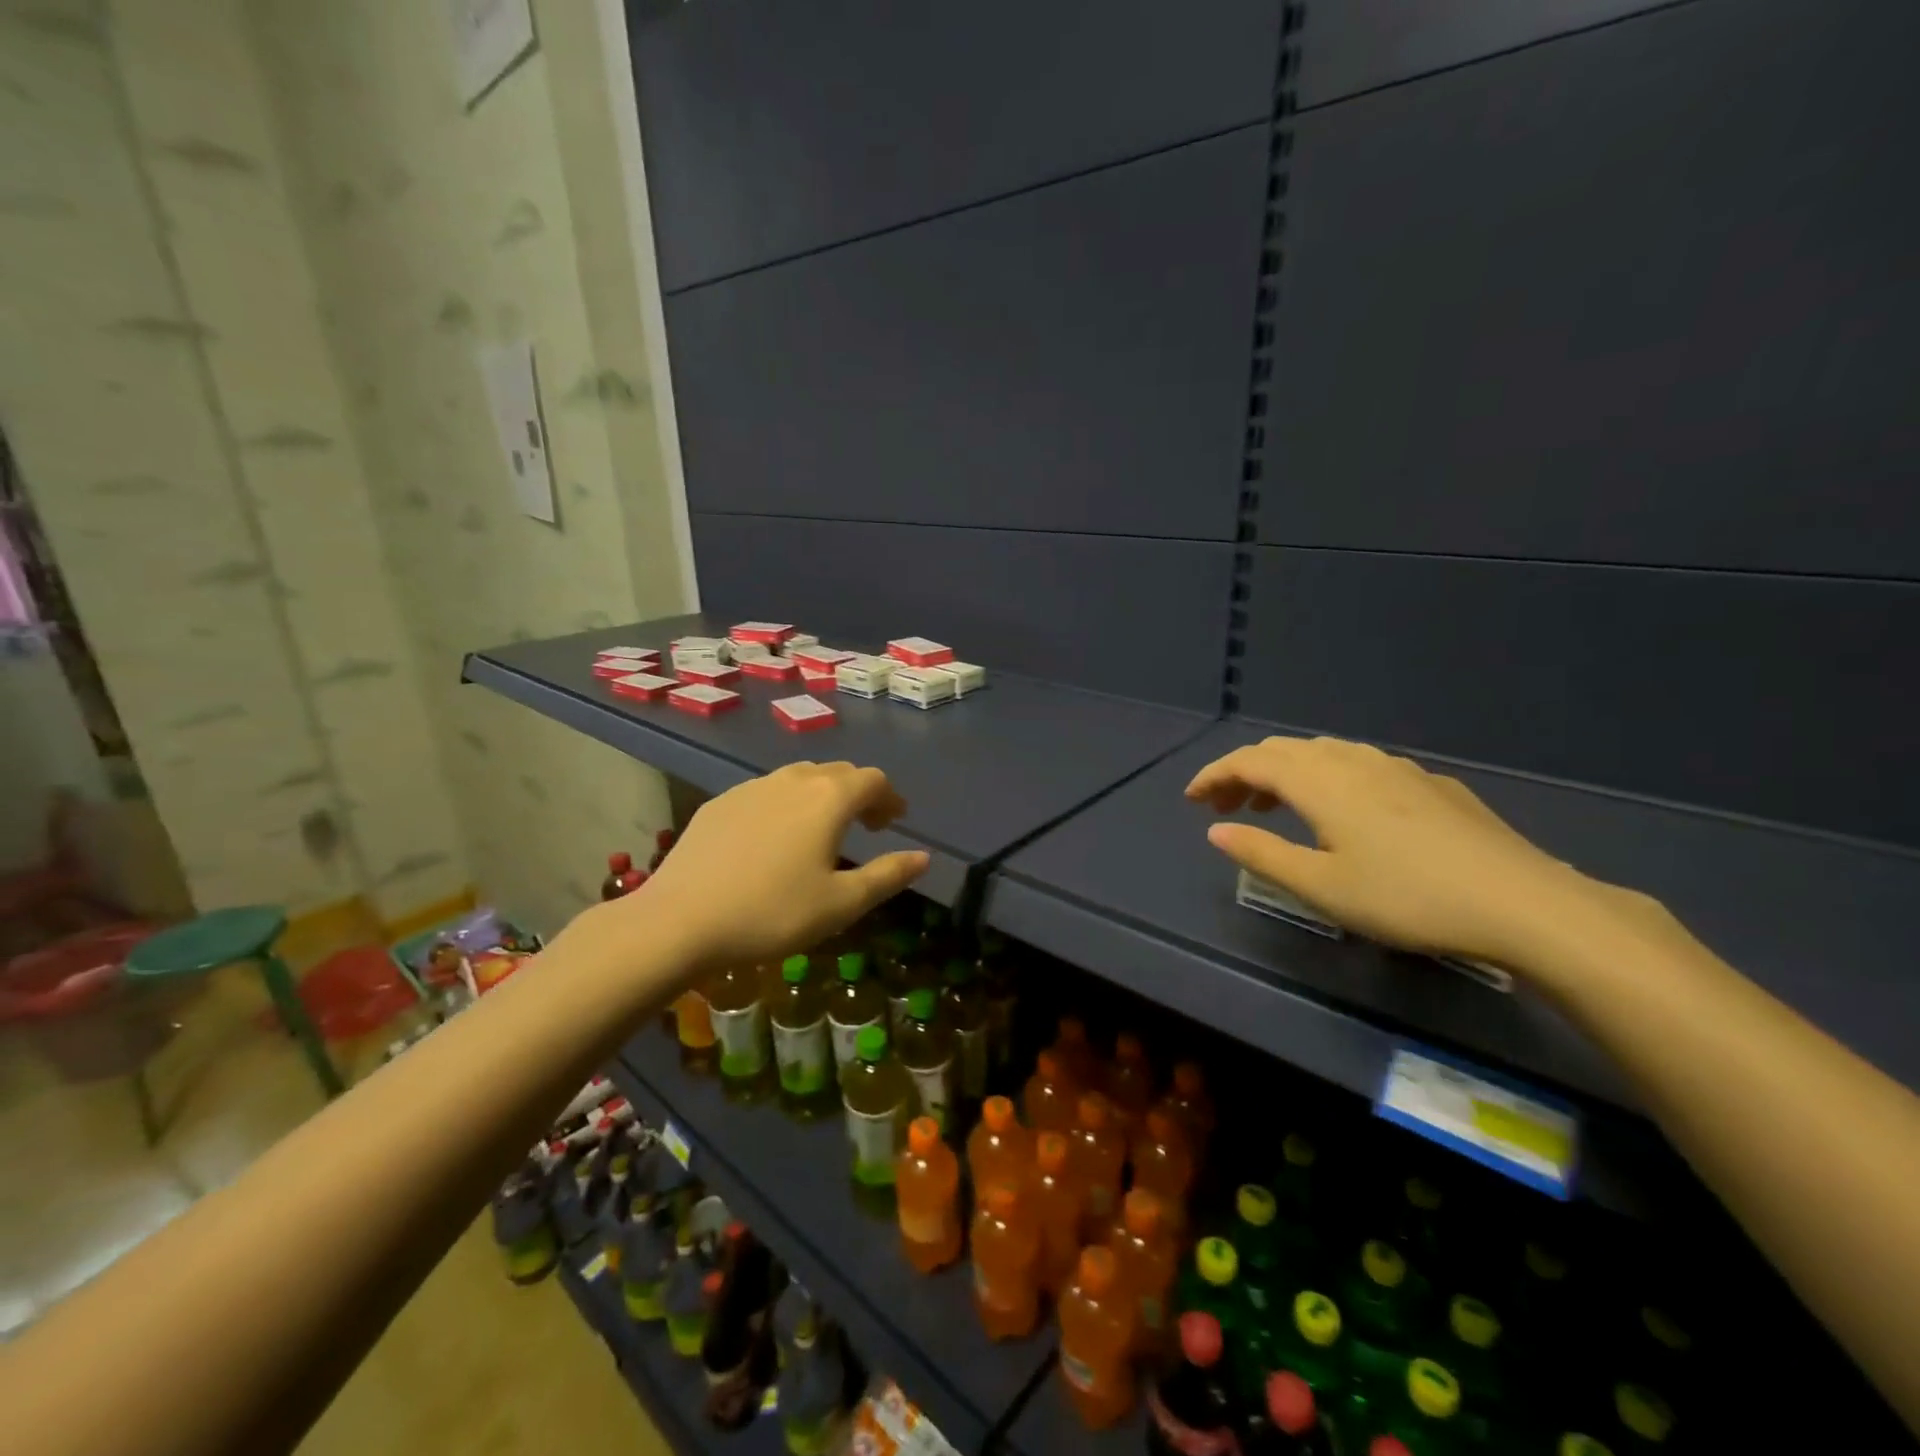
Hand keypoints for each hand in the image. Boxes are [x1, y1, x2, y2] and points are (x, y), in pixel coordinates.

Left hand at [616, 762, 927, 975]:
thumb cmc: (772, 913)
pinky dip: (786, 804)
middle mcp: (793, 780)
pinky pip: (766, 792)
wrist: (680, 920)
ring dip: (822, 795)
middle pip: (838, 773)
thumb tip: (923, 857)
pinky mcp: (720, 802)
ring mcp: (751, 788)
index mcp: (829, 799)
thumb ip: (887, 875)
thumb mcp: (841, 903)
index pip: (873, 780)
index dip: (890, 798)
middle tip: (867, 825)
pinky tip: (774, 838)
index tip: (894, 822)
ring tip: (823, 829)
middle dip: (860, 793)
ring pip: (799, 778)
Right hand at [1186, 736, 1616, 968]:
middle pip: (1283, 750)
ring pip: (1324, 753)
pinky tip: (1343, 811)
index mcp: (1320, 781)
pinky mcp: (1430, 783)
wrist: (1523, 902)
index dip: (1214, 775)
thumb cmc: (1408, 897)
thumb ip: (1262, 854)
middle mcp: (1353, 761)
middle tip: (1224, 806)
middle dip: (1245, 772)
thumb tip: (1216, 829)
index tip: (1190, 799)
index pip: (1250, 761)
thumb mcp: (1322, 887)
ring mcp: (1396, 767)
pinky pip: (1359, 764)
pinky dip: (1327, 777)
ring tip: (1274, 806)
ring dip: (1286, 772)